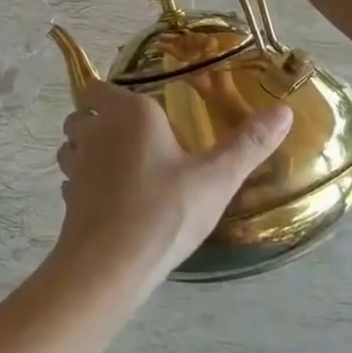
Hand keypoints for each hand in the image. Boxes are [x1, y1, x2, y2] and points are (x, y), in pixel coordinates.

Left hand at [51, 79, 291, 292]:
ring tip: (122, 169)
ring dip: (88, 149)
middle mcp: (95, 129)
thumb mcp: (216, 179)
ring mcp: (76, 163)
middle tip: (136, 140)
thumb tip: (284, 109)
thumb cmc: (164, 211)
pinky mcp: (68, 196)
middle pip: (84, 112)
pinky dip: (85, 182)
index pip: (99, 86)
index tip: (139, 111)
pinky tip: (112, 202)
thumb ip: (249, 143)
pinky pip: (73, 178)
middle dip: (100, 120)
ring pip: (72, 144)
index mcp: (128, 112)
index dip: (111, 95)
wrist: (109, 266)